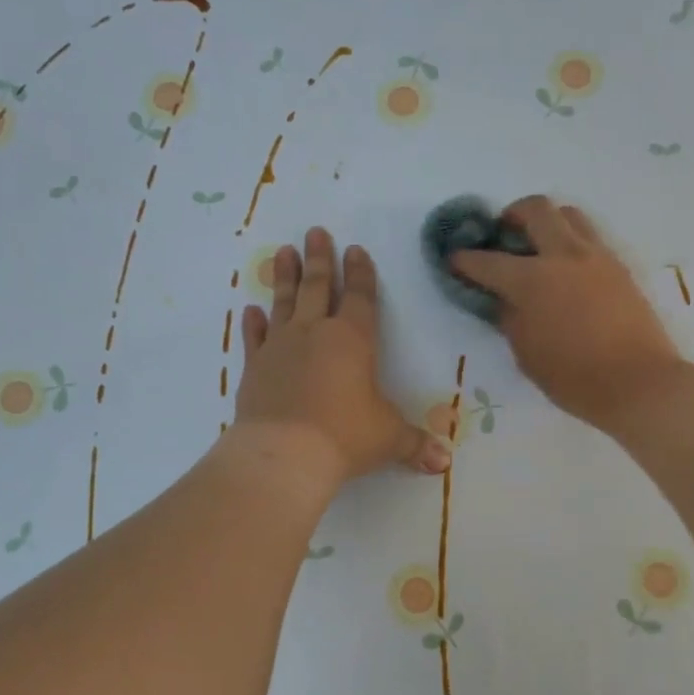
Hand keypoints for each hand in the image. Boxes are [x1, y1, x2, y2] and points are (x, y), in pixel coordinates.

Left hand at [236, 226, 451, 482]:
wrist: (284, 455)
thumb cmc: (345, 437)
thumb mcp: (388, 439)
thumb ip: (415, 444)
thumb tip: (443, 463)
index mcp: (353, 341)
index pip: (360, 298)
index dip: (360, 274)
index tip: (355, 250)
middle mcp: (315, 334)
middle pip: (318, 287)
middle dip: (319, 259)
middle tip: (315, 231)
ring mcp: (280, 348)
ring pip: (284, 303)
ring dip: (285, 277)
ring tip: (284, 251)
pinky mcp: (254, 368)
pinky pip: (254, 338)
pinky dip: (253, 324)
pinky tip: (250, 310)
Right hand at [451, 196, 686, 430]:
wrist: (639, 383)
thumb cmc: (574, 378)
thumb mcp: (527, 354)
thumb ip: (510, 319)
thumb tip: (504, 300)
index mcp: (533, 280)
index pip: (488, 261)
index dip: (465, 260)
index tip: (454, 259)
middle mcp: (564, 256)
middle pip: (536, 209)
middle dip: (512, 215)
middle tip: (504, 234)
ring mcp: (597, 257)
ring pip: (569, 215)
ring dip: (548, 221)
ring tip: (539, 246)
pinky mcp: (620, 267)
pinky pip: (591, 238)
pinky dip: (572, 242)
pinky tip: (567, 269)